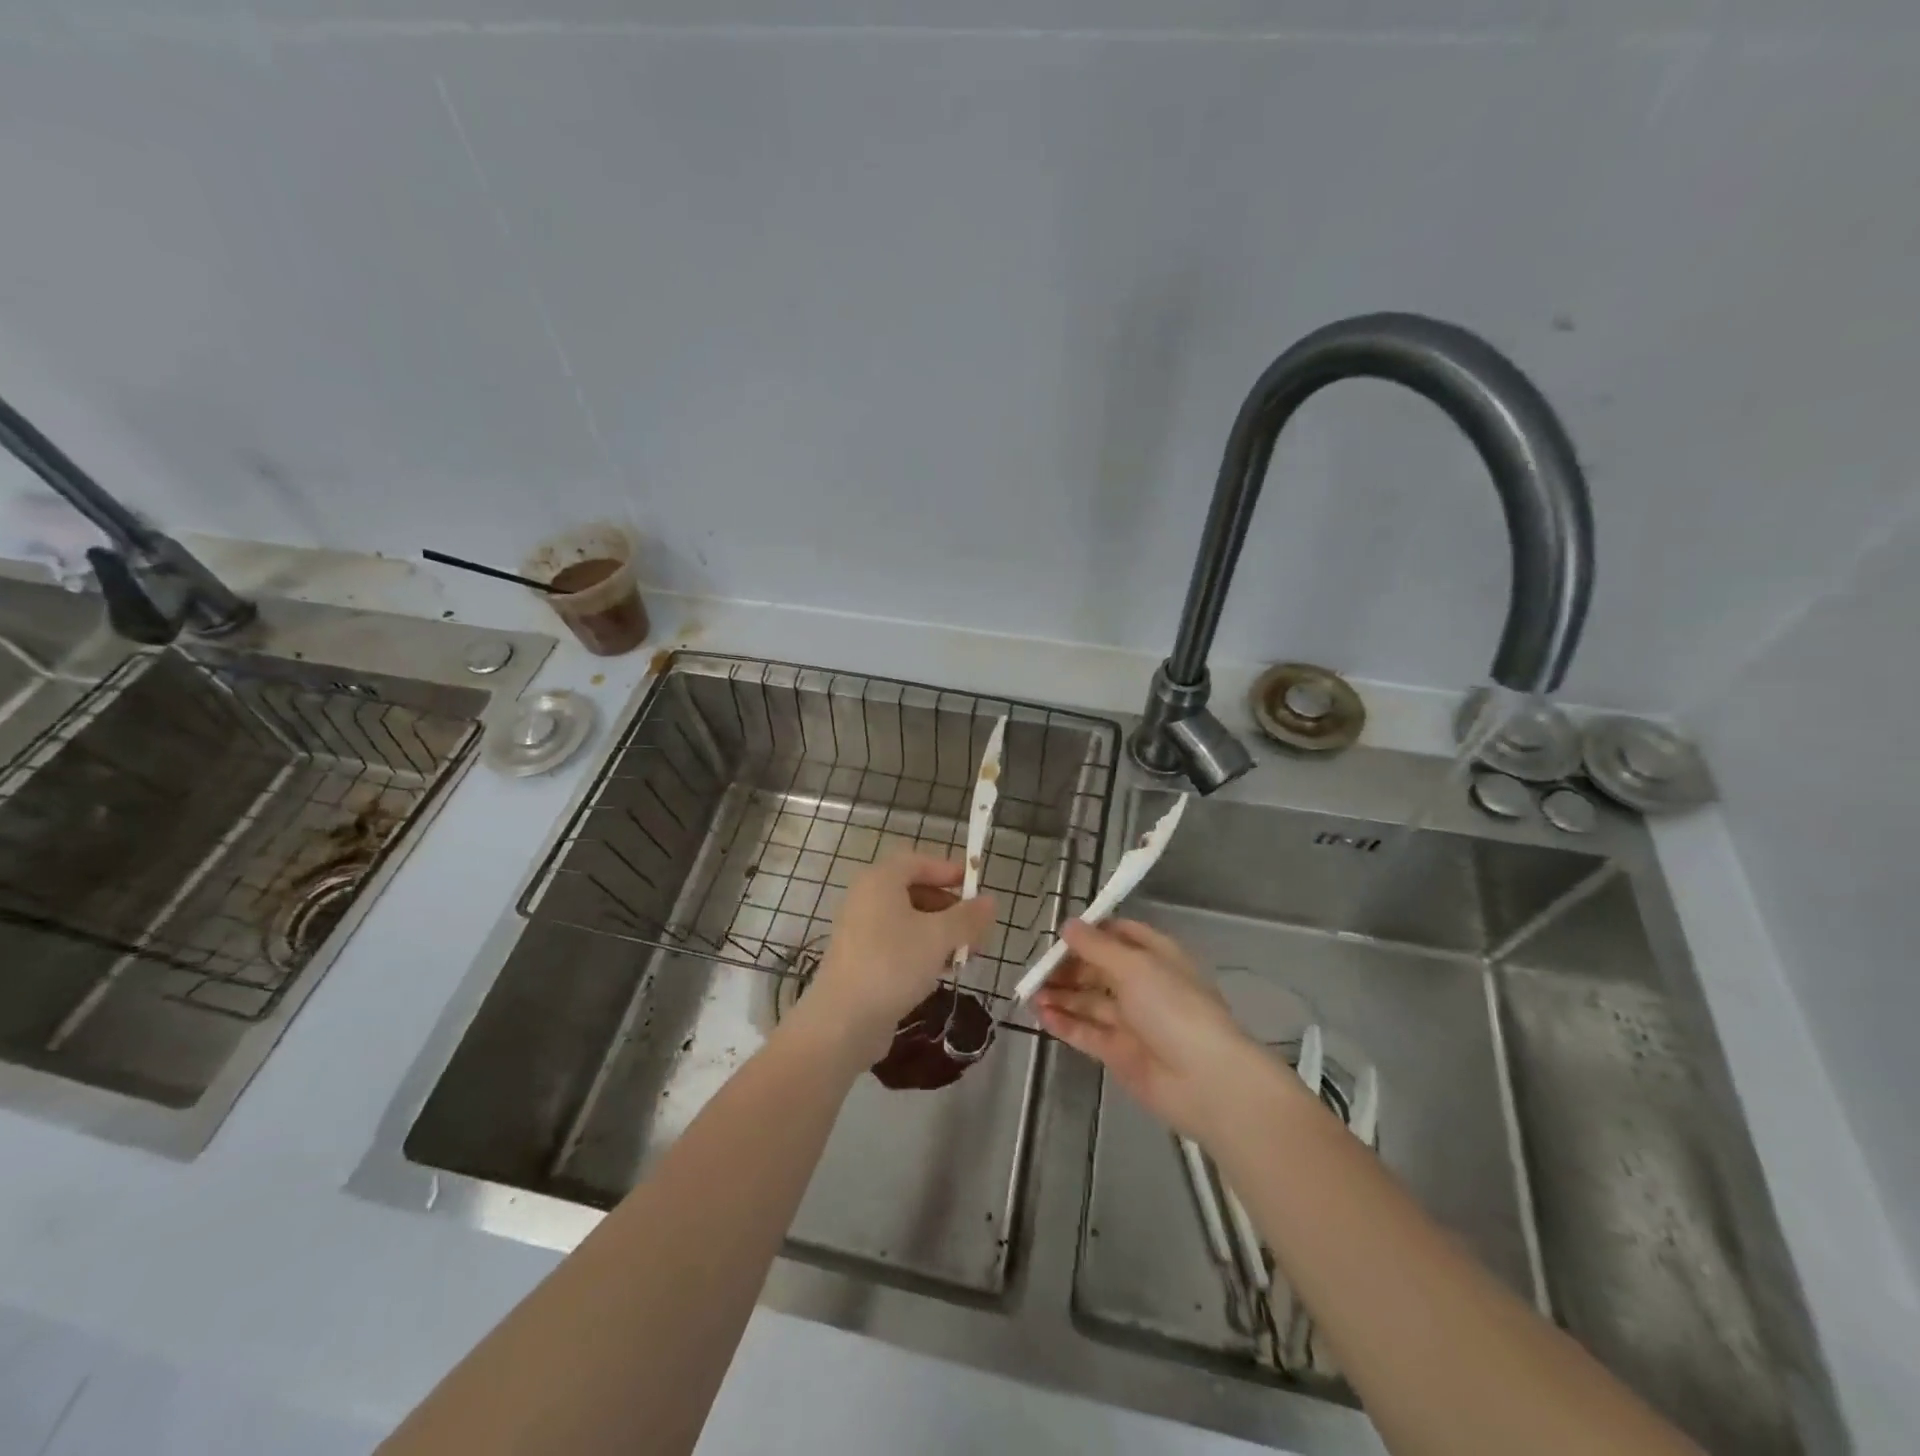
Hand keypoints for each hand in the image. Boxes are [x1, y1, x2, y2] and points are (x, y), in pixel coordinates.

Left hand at [803, 851, 996, 1059]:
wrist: (843, 1021)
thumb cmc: (892, 965)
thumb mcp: (939, 937)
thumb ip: (967, 917)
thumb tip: (990, 901)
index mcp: (881, 881)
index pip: (918, 861)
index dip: (949, 870)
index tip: (976, 888)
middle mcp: (867, 898)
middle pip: (915, 890)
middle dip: (950, 907)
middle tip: (977, 929)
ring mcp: (861, 930)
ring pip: (909, 920)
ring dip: (940, 932)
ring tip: (966, 954)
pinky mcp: (862, 960)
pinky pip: (898, 943)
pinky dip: (922, 949)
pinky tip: (942, 971)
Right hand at [1034, 918, 1274, 1139]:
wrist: (1205, 1081)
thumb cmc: (1173, 1008)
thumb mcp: (1134, 966)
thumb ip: (1096, 946)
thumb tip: (1068, 925)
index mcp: (1156, 956)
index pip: (1119, 934)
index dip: (1090, 933)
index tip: (1059, 934)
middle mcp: (1143, 985)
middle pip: (1098, 969)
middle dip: (1067, 967)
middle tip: (1036, 970)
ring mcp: (1131, 1021)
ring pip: (1089, 1001)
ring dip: (1060, 995)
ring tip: (1030, 993)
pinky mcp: (1119, 1053)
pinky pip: (1086, 1032)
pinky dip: (1064, 1022)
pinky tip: (1041, 1015)